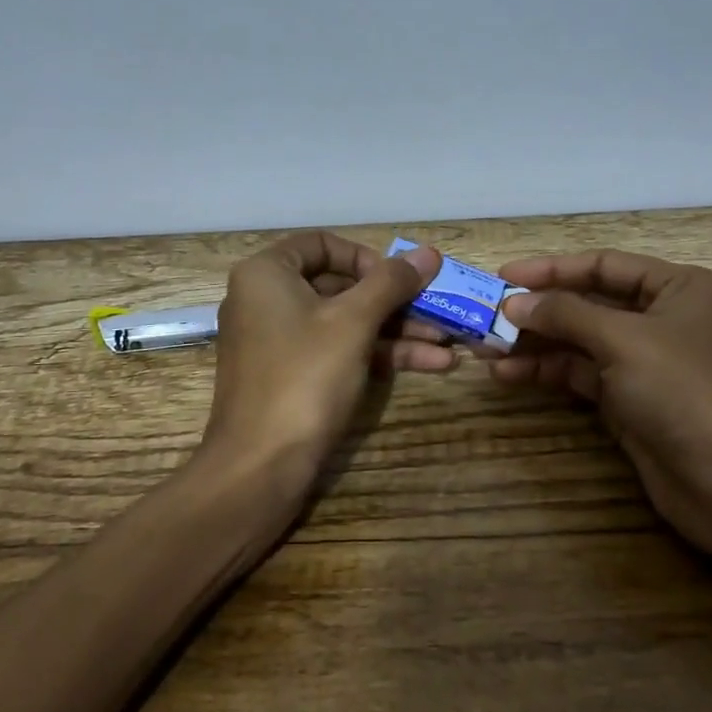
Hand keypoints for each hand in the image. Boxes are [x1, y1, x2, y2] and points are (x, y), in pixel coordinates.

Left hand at [202, 231, 448, 500]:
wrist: (260, 467)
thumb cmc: (304, 377)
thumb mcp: (354, 322)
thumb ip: (392, 283)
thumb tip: (429, 252)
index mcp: (266, 273)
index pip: (323, 244)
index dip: (367, 258)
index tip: (399, 280)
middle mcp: (266, 300)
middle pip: (340, 286)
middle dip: (395, 301)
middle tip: (440, 310)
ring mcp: (279, 341)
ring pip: (345, 322)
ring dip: (398, 330)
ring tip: (451, 343)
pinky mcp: (292, 376)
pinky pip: (338, 351)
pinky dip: (379, 355)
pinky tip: (432, 364)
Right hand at [491, 250, 711, 555]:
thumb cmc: (686, 391)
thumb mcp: (624, 340)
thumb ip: (565, 314)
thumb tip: (513, 302)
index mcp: (680, 288)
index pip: (605, 266)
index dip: (552, 269)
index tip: (504, 276)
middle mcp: (664, 319)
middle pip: (589, 303)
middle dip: (538, 311)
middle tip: (486, 316)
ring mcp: (646, 363)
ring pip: (580, 342)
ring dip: (535, 344)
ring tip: (485, 349)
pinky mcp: (631, 401)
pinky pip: (581, 375)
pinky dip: (547, 373)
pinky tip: (507, 376)